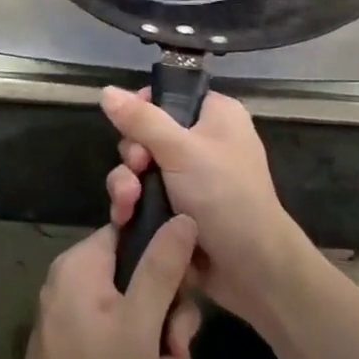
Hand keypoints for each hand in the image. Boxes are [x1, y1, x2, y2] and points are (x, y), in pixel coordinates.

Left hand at [0, 217, 201, 358]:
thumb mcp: (139, 324)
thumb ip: (163, 268)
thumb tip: (184, 217)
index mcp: (84, 264)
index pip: (135, 234)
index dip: (167, 260)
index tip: (185, 293)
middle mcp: (80, 285)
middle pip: (146, 285)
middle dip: (168, 331)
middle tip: (171, 356)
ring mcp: (82, 323)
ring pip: (144, 327)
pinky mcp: (86, 356)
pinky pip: (128, 353)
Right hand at [101, 87, 309, 324]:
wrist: (252, 269)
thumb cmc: (224, 195)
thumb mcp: (180, 151)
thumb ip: (141, 120)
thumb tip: (106, 90)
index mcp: (215, 115)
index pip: (169, 96)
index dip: (142, 110)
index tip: (129, 127)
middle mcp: (204, 141)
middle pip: (147, 134)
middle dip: (133, 156)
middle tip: (137, 170)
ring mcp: (191, 178)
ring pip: (142, 169)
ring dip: (127, 185)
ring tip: (126, 205)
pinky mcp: (179, 209)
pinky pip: (145, 197)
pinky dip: (133, 206)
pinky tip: (124, 219)